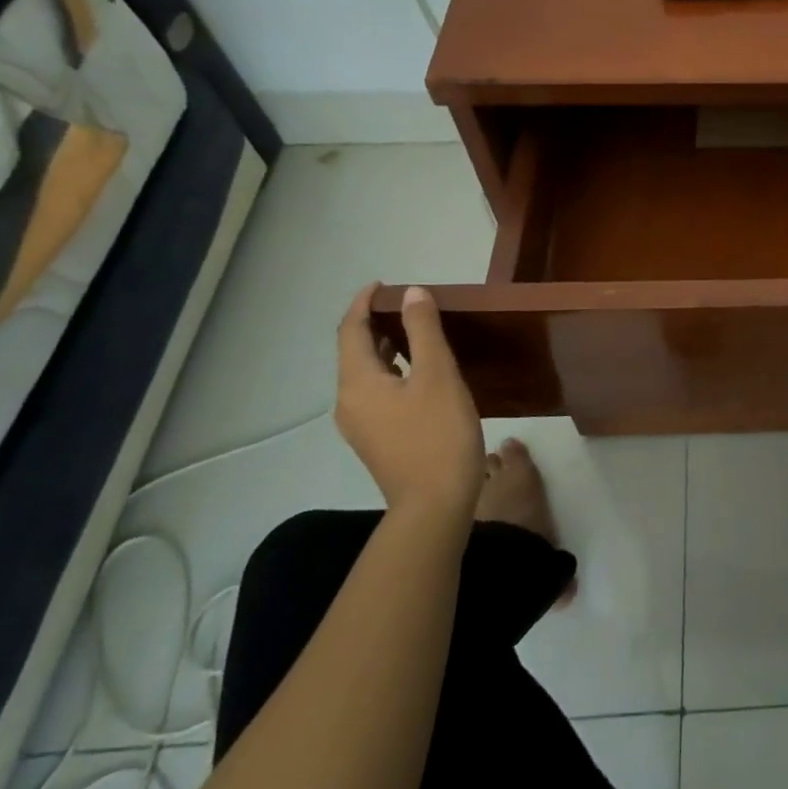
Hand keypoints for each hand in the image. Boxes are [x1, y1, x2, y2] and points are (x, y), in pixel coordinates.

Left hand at [335, 284, 483, 525]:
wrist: (434, 504)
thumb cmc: (438, 435)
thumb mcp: (438, 375)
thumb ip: (424, 330)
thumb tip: (412, 294)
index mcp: (358, 383)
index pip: (351, 331)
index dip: (364, 303)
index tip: (385, 284)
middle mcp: (349, 402)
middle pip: (354, 352)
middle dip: (375, 323)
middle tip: (408, 305)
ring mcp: (360, 425)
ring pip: (366, 373)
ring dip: (385, 348)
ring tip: (416, 332)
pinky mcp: (376, 439)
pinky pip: (377, 392)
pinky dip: (392, 370)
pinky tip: (420, 373)